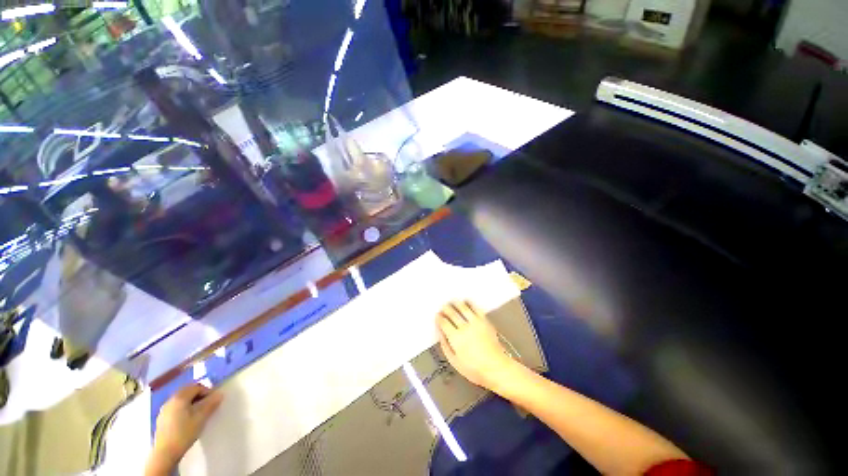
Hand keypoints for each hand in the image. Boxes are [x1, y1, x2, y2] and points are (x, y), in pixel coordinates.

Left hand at [146, 383, 222, 474]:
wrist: (165, 452)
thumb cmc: (184, 433)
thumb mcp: (201, 418)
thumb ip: (211, 404)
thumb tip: (220, 394)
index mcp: (179, 398)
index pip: (196, 387)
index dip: (207, 391)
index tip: (214, 400)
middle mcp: (170, 400)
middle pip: (187, 391)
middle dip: (199, 395)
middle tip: (207, 404)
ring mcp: (164, 410)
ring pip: (180, 400)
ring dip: (191, 402)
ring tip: (199, 412)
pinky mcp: (162, 419)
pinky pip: (175, 407)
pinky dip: (184, 408)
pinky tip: (187, 419)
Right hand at [436, 300, 520, 390]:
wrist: (496, 368)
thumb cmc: (475, 369)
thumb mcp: (455, 362)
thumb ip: (445, 346)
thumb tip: (440, 334)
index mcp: (455, 338)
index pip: (444, 322)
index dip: (439, 318)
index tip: (438, 316)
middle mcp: (465, 327)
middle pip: (452, 313)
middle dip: (446, 308)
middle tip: (443, 307)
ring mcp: (476, 323)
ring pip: (463, 307)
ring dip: (456, 303)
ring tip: (453, 302)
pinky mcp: (485, 321)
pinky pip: (476, 308)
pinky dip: (470, 303)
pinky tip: (466, 302)